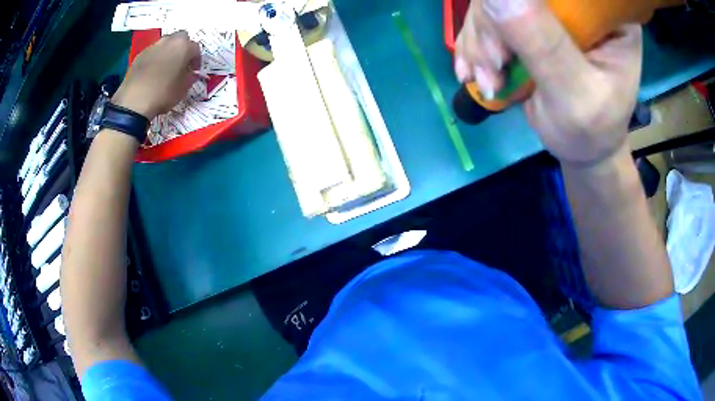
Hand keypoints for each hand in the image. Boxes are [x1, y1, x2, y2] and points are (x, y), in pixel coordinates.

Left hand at [111, 31, 200, 119]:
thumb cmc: (163, 94)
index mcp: (184, 46)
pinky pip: (153, 53)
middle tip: (181, 63)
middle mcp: (170, 41)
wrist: (134, 101)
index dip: (196, 60)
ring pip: (166, 43)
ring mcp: (153, 46)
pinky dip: (155, 58)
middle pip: (181, 38)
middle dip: (183, 48)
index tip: (194, 71)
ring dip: (168, 51)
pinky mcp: (140, 54)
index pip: (196, 49)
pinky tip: (152, 72)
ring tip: (166, 67)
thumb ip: (190, 77)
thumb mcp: (183, 89)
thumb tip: (192, 74)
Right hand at [455, 0, 641, 167]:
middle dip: (493, 25)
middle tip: (494, 67)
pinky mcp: (529, 18)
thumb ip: (543, 44)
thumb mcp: (576, 94)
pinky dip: (474, 44)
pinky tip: (476, 70)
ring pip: (493, 0)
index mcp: (606, 13)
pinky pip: (487, 15)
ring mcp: (551, 8)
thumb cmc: (592, 130)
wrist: (582, 147)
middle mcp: (578, 2)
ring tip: (489, 79)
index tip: (507, 40)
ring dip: (481, 40)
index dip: (523, 2)